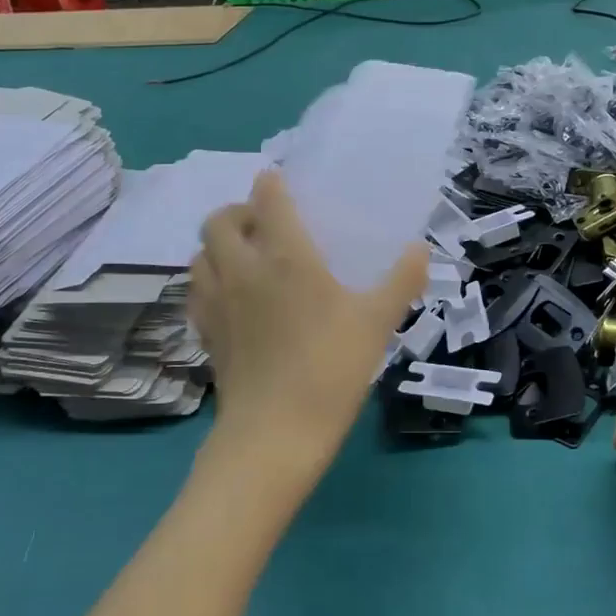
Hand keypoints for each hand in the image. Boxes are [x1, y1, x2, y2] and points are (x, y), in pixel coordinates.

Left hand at [190, 171, 427, 485]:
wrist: (276, 432)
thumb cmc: (331, 368)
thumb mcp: (378, 322)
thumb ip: (402, 280)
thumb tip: (420, 249)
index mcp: (285, 256)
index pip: (267, 199)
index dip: (271, 183)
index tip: (280, 182)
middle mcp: (242, 269)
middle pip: (219, 220)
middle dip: (237, 211)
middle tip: (264, 225)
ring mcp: (216, 301)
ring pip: (200, 253)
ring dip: (218, 245)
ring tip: (245, 257)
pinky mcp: (205, 332)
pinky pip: (196, 290)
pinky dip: (208, 280)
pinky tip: (231, 297)